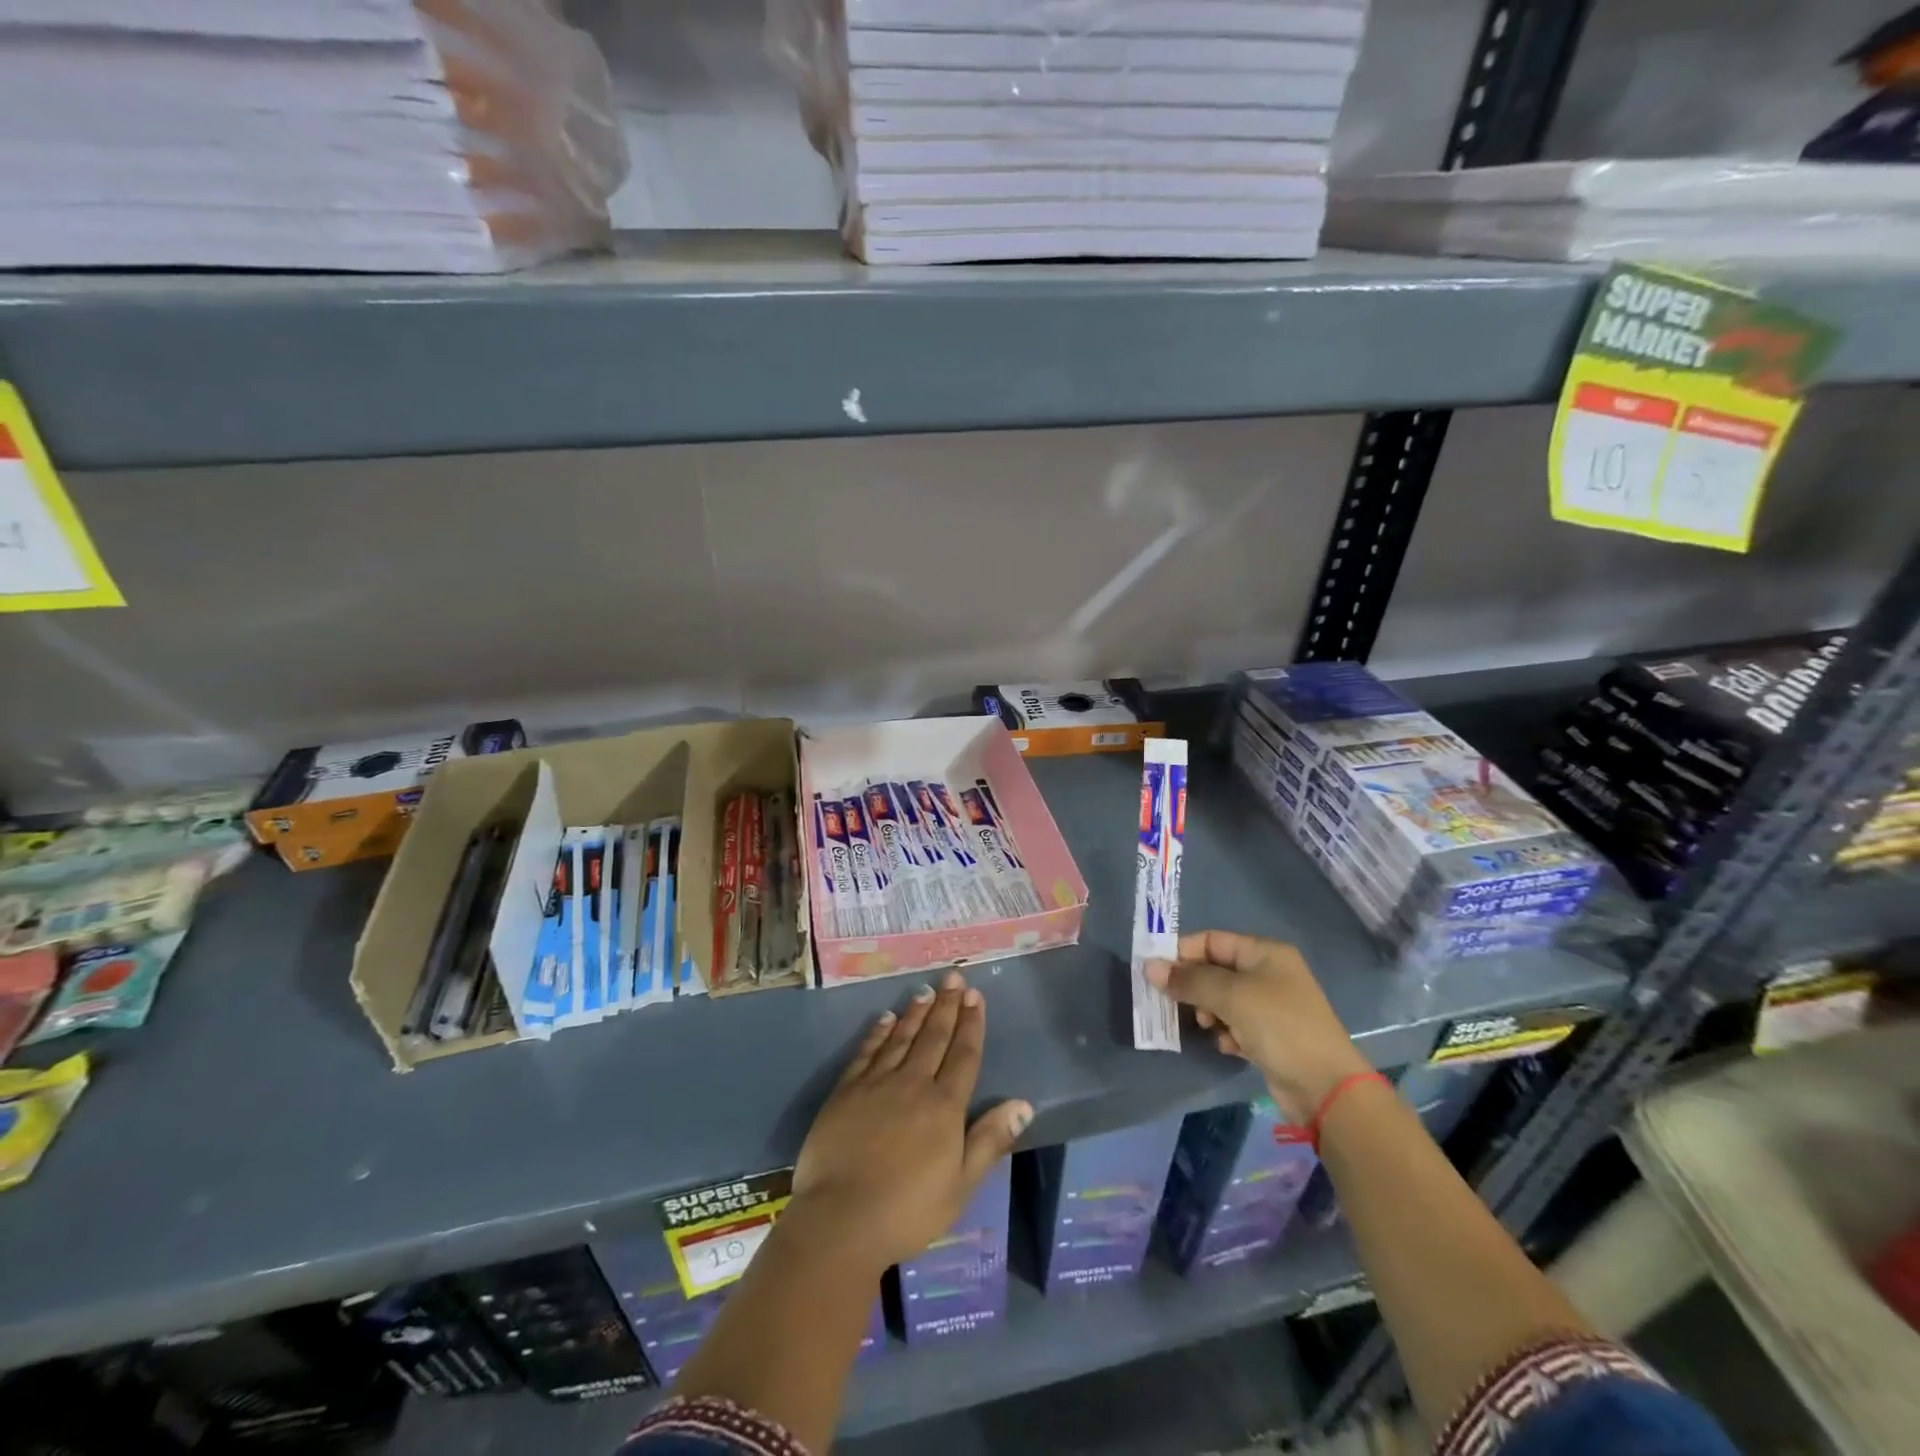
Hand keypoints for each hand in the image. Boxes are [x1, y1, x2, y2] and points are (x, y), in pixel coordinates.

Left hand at [790, 970, 1031, 1272]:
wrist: (841, 1219)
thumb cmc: (908, 1210)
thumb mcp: (961, 1185)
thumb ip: (990, 1140)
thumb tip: (1024, 1103)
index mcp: (944, 1106)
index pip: (964, 1055)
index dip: (971, 1024)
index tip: (976, 996)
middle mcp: (913, 1083)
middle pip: (934, 1037)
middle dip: (947, 1005)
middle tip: (954, 977)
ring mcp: (877, 1083)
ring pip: (902, 1037)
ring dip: (916, 1012)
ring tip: (926, 990)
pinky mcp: (846, 1091)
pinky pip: (866, 1052)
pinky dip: (878, 1032)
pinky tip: (885, 1018)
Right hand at [1146, 930, 1370, 1123]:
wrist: (1325, 1087)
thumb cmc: (1278, 1026)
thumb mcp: (1230, 996)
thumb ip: (1188, 980)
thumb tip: (1149, 967)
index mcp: (1264, 953)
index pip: (1211, 940)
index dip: (1182, 953)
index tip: (1156, 972)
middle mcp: (1268, 973)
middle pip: (1215, 970)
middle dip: (1194, 986)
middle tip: (1174, 1003)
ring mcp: (1270, 1005)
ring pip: (1222, 999)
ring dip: (1208, 1012)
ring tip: (1207, 1027)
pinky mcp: (1270, 1035)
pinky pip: (1235, 1024)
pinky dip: (1225, 1032)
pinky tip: (1227, 1046)